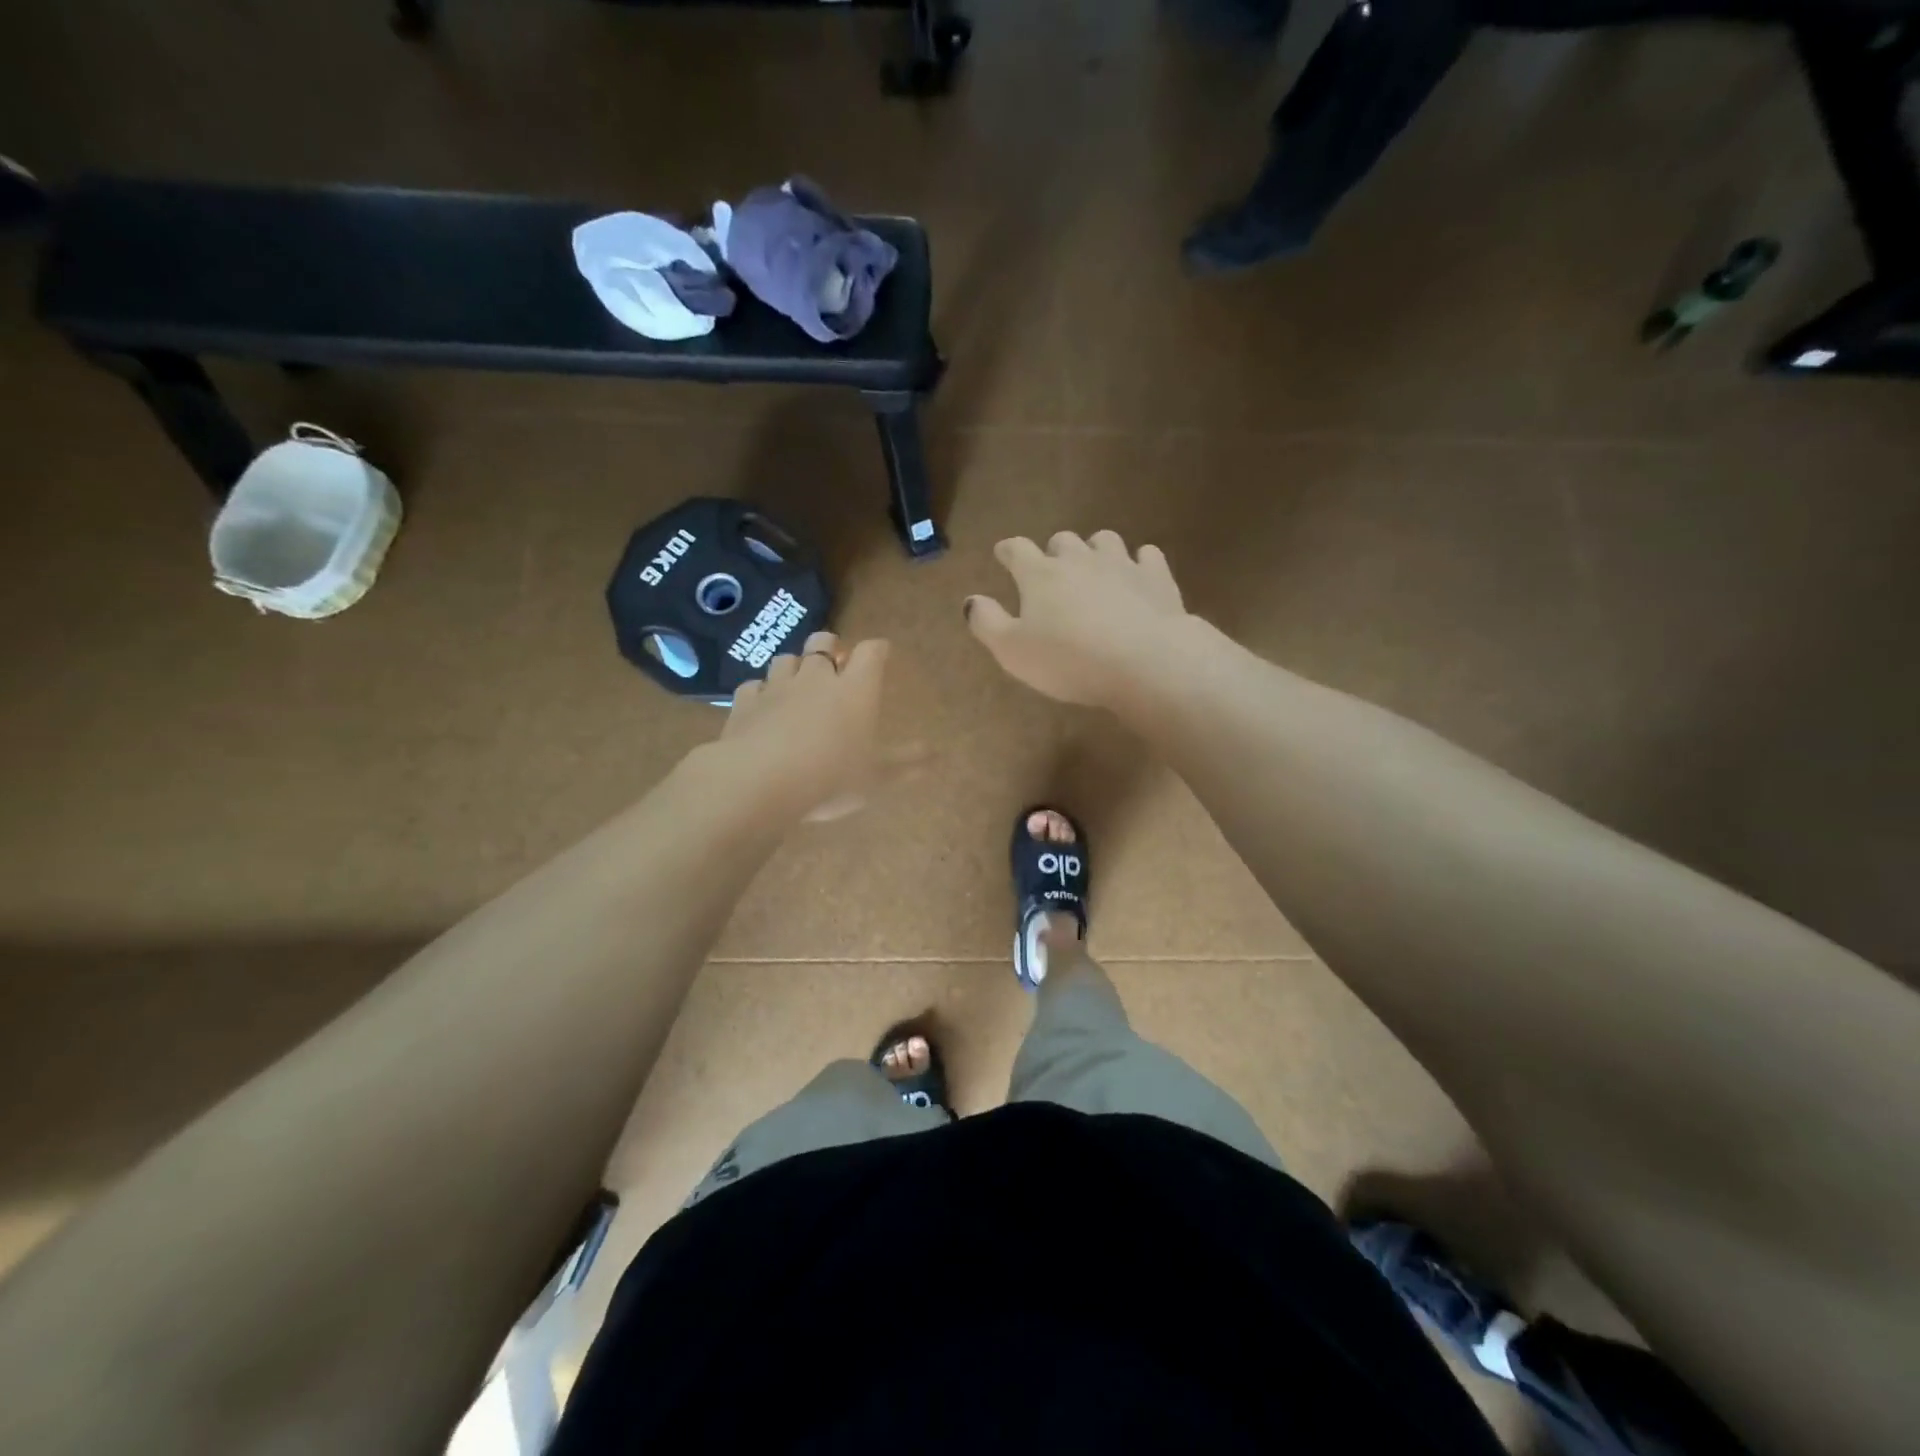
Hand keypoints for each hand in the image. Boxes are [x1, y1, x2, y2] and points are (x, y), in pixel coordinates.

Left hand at [717, 631, 893, 821]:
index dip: (877, 649)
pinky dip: (760, 691)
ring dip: (794, 666)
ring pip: (786, 659)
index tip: (881, 653)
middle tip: (834, 661)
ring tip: (797, 682)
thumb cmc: (830, 777)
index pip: (871, 652)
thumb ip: (906, 763)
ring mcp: (777, 687)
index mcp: (855, 690)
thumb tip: (937, 754)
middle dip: (829, 646)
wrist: (760, 782)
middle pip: (822, 642)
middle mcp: (816, 678)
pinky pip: (752, 686)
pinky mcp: (744, 703)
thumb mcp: (877, 777)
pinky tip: (761, 705)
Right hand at [966, 531, 1194, 708]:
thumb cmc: (1070, 660)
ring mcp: (1121, 563)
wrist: (1145, 661)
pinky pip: (1146, 555)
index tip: (1004, 554)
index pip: (1017, 550)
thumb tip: (971, 600)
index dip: (1008, 550)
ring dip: (1095, 551)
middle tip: (1052, 571)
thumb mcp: (1013, 651)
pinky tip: (1138, 575)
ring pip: (1104, 540)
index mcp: (1040, 575)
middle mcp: (1079, 559)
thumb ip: (987, 623)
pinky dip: (1138, 562)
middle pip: (1062, 540)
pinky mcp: (1156, 577)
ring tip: (1094, 569)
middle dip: (1054, 552)